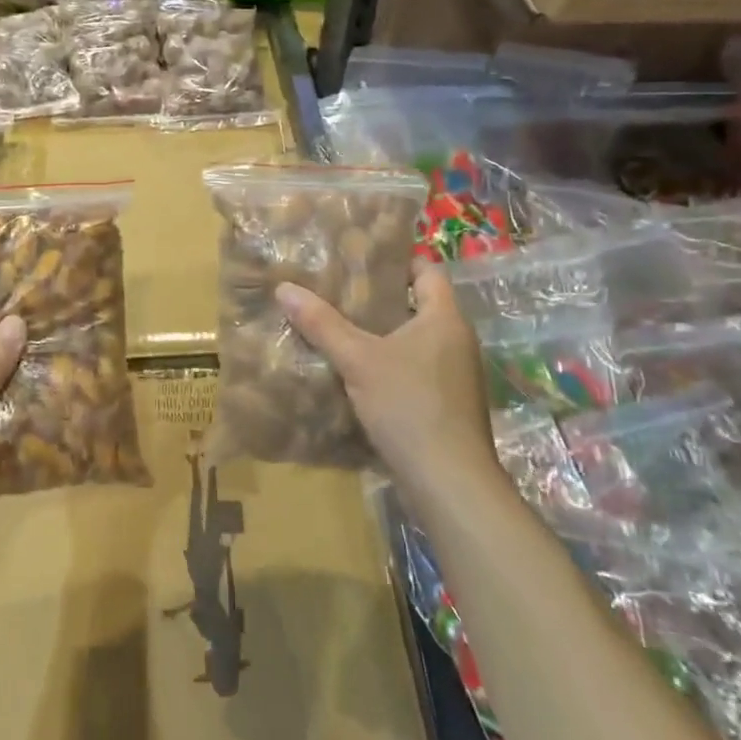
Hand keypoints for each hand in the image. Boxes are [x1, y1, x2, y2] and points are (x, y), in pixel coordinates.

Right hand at [278, 261, 499, 494]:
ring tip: (339, 327)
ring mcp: (455, 375)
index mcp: (444, 318)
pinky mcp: (446, 404)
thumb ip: (323, 324)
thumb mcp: (358, 360)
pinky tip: (356, 372)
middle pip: (418, 305)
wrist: (449, 482)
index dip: (397, 259)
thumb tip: (284, 288)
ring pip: (414, 340)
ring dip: (382, 334)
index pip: (428, 270)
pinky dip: (389, 364)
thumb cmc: (409, 405)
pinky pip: (415, 369)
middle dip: (379, 298)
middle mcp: (456, 340)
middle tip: (338, 290)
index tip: (360, 257)